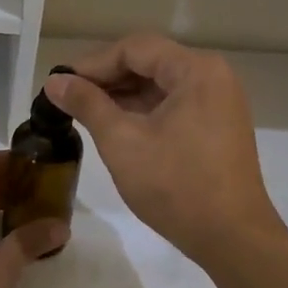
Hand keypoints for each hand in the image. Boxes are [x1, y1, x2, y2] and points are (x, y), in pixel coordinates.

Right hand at [47, 34, 283, 267]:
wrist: (232, 239)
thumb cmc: (175, 186)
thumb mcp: (122, 141)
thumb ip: (87, 104)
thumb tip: (55, 80)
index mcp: (196, 70)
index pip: (134, 48)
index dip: (93, 63)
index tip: (60, 83)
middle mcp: (213, 76)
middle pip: (149, 62)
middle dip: (106, 78)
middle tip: (68, 98)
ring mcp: (219, 101)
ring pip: (160, 84)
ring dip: (123, 95)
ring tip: (85, 112)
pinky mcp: (218, 125)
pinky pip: (174, 104)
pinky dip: (143, 110)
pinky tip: (115, 125)